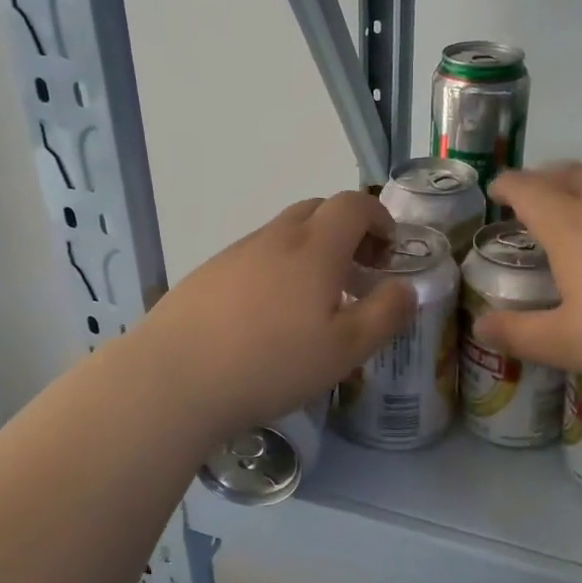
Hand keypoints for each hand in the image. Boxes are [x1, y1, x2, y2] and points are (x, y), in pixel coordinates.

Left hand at [142, 191, 416, 438]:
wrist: (175, 378)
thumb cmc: (271, 364)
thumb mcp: (344, 350)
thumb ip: (385, 315)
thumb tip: (406, 288)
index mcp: (314, 248)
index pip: (353, 205)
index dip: (379, 217)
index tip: (388, 250)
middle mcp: (275, 238)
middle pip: (317, 210)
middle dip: (346, 231)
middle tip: (356, 273)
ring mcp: (236, 253)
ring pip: (283, 234)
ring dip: (309, 251)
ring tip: (313, 302)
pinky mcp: (207, 274)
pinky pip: (254, 257)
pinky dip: (276, 269)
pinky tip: (267, 316)